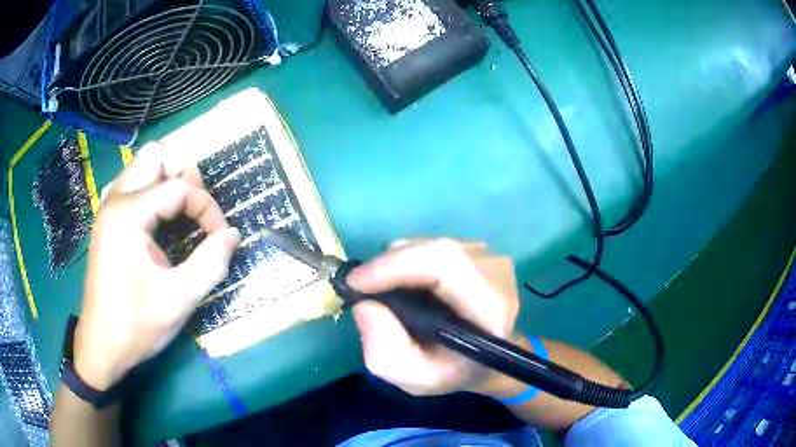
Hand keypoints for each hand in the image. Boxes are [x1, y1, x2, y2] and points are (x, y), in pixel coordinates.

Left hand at [74, 143, 239, 390]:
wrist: (101, 346)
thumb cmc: (136, 325)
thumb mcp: (179, 300)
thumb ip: (211, 263)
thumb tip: (233, 235)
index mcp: (128, 215)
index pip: (179, 187)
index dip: (207, 208)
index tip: (221, 238)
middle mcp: (116, 200)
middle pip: (155, 154)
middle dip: (184, 174)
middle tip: (197, 209)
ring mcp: (109, 208)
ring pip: (143, 165)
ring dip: (168, 179)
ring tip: (183, 212)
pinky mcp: (107, 220)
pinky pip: (134, 185)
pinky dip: (153, 191)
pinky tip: (161, 221)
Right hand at [347, 239, 519, 395]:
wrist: (486, 360)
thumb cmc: (453, 372)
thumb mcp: (416, 378)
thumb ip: (386, 352)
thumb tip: (364, 305)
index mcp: (492, 308)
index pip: (446, 264)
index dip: (396, 266)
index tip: (356, 283)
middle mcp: (497, 274)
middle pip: (435, 250)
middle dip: (389, 264)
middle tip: (361, 286)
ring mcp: (490, 259)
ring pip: (431, 245)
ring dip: (397, 263)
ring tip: (382, 289)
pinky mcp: (480, 252)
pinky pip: (434, 246)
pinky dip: (409, 260)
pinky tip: (404, 284)